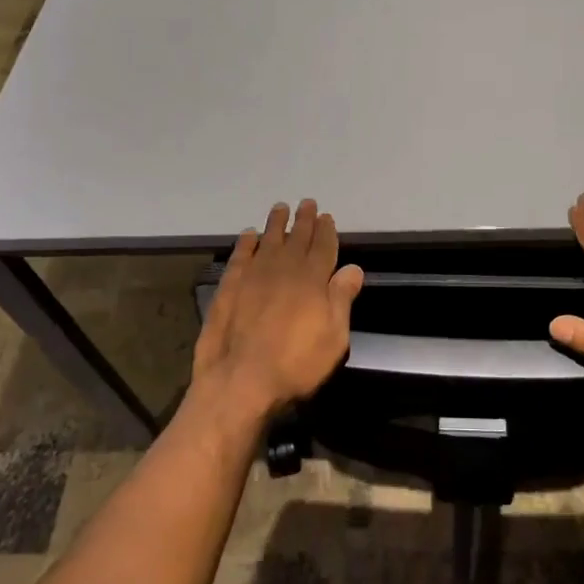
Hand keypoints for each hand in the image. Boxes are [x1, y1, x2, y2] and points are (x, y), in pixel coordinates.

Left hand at [192, 199, 364, 425]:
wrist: (241, 380)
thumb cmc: (296, 364)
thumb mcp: (334, 338)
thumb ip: (342, 299)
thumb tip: (353, 268)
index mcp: (313, 280)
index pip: (323, 247)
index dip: (326, 231)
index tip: (326, 216)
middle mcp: (284, 269)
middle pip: (296, 238)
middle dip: (303, 220)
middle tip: (306, 203)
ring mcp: (254, 276)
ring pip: (268, 240)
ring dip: (275, 224)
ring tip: (280, 208)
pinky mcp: (229, 288)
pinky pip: (240, 256)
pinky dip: (245, 243)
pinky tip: (249, 235)